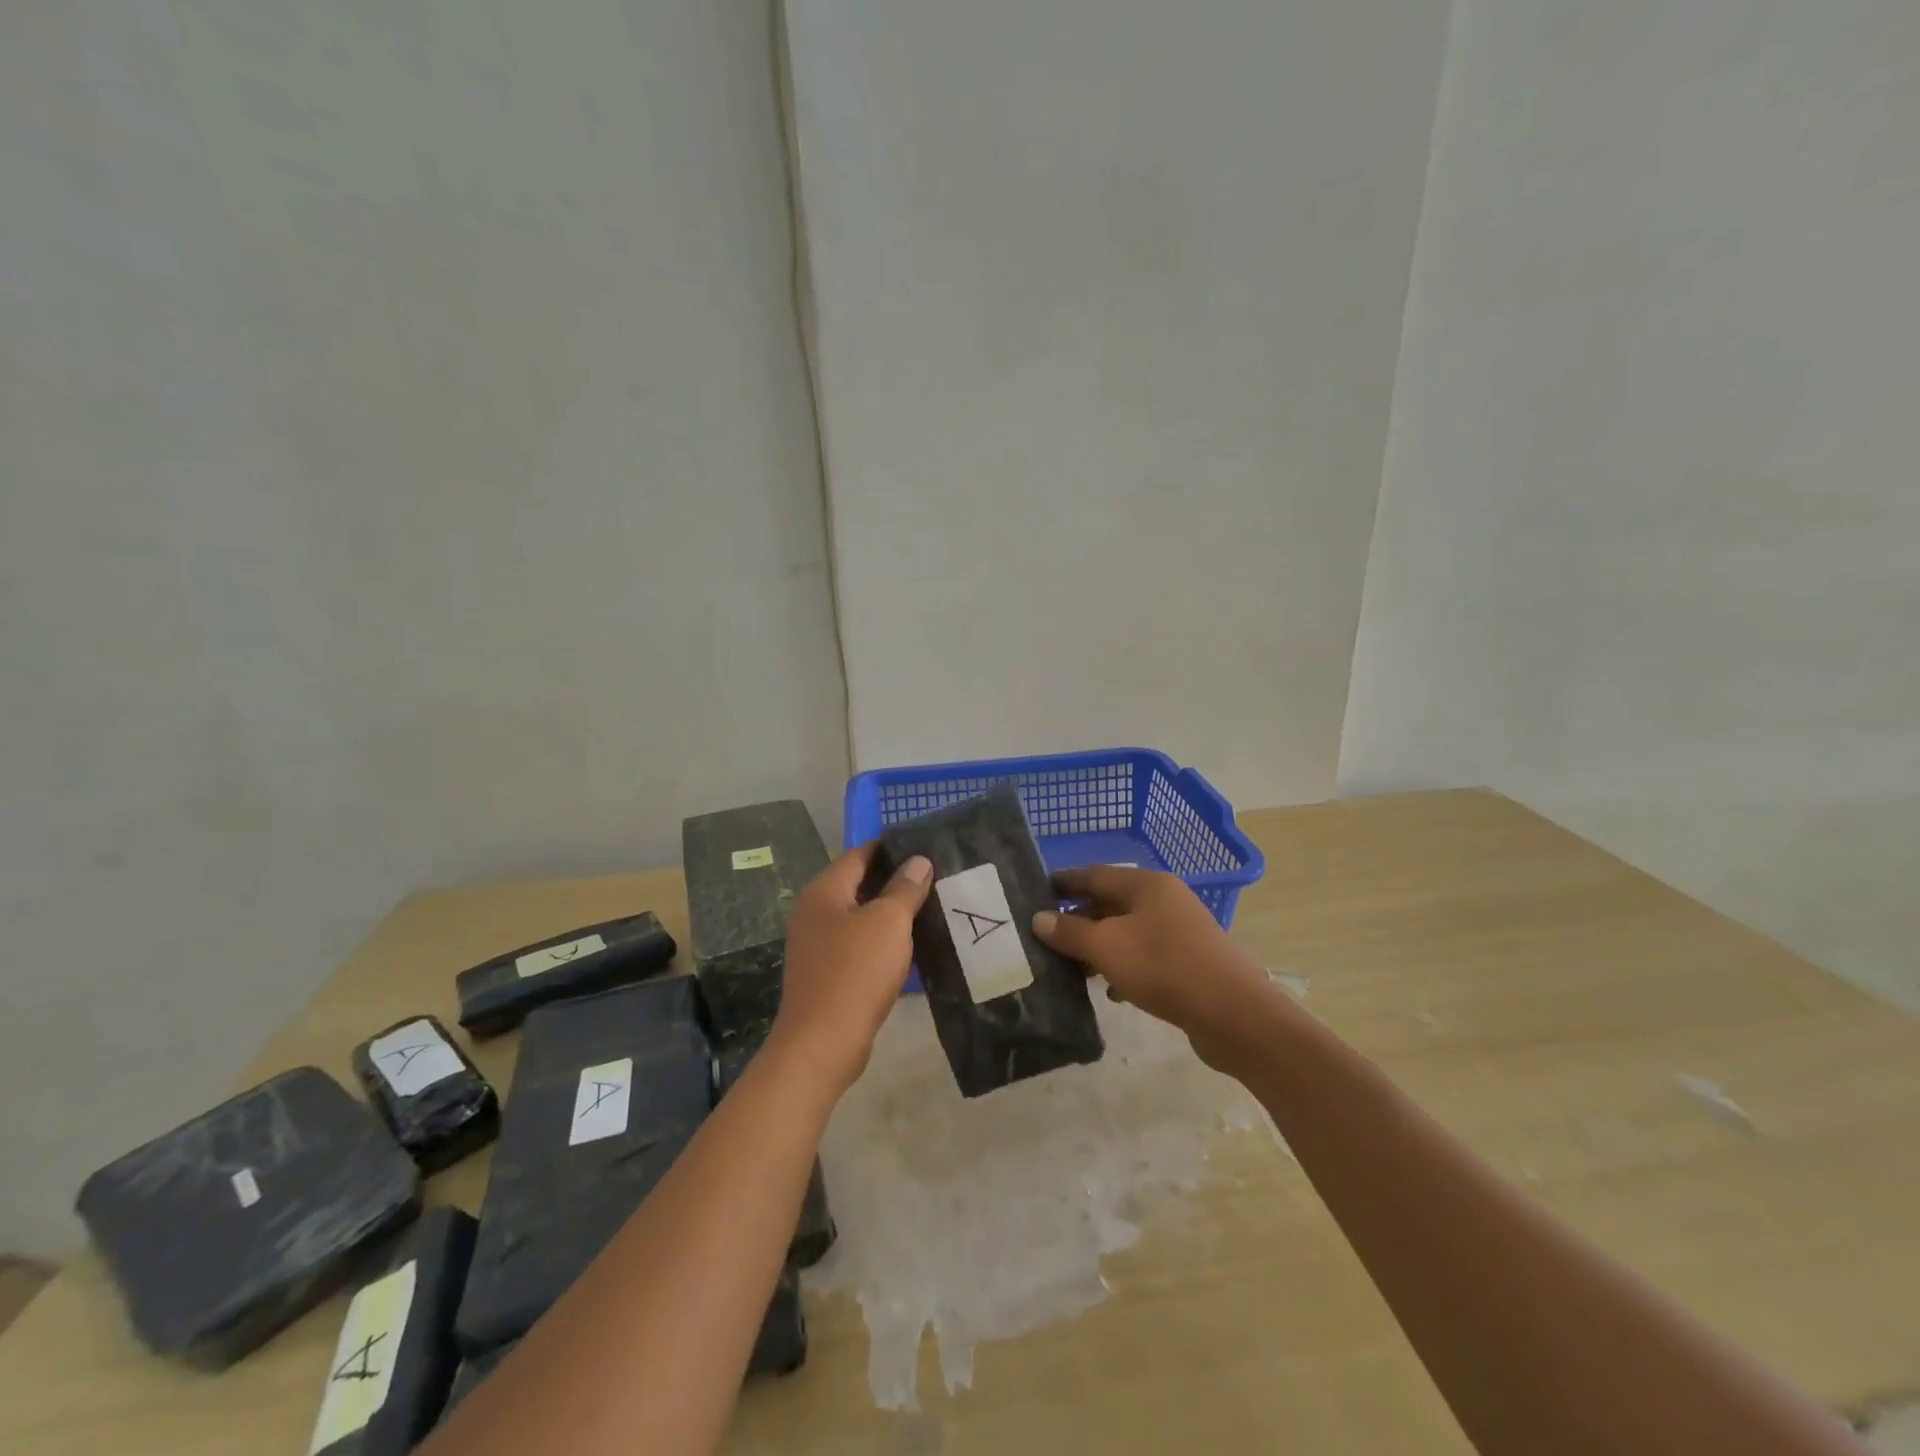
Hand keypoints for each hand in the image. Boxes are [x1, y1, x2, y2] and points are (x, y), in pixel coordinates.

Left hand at [769, 843, 931, 1095]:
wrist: (822, 1043)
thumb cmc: (855, 971)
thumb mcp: (888, 922)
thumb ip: (905, 888)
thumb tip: (919, 861)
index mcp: (824, 891)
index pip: (860, 854)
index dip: (891, 848)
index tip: (925, 847)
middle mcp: (814, 911)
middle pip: (859, 884)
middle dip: (895, 880)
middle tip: (935, 878)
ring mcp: (817, 943)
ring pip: (860, 916)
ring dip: (890, 913)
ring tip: (930, 908)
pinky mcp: (826, 972)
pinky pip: (858, 944)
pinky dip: (881, 940)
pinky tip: (909, 946)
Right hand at [1032, 866, 1271, 1069]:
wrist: (1235, 1015)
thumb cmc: (1164, 968)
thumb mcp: (1107, 947)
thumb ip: (1070, 931)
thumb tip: (1038, 918)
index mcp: (1146, 885)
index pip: (1093, 874)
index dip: (1062, 883)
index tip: (1033, 892)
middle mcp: (1164, 900)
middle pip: (1111, 902)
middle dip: (1078, 918)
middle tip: (1044, 935)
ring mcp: (1180, 931)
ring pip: (1127, 931)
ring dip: (1098, 946)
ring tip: (1069, 966)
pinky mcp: (1189, 962)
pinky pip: (1145, 956)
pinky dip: (1123, 967)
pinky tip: (1110, 991)